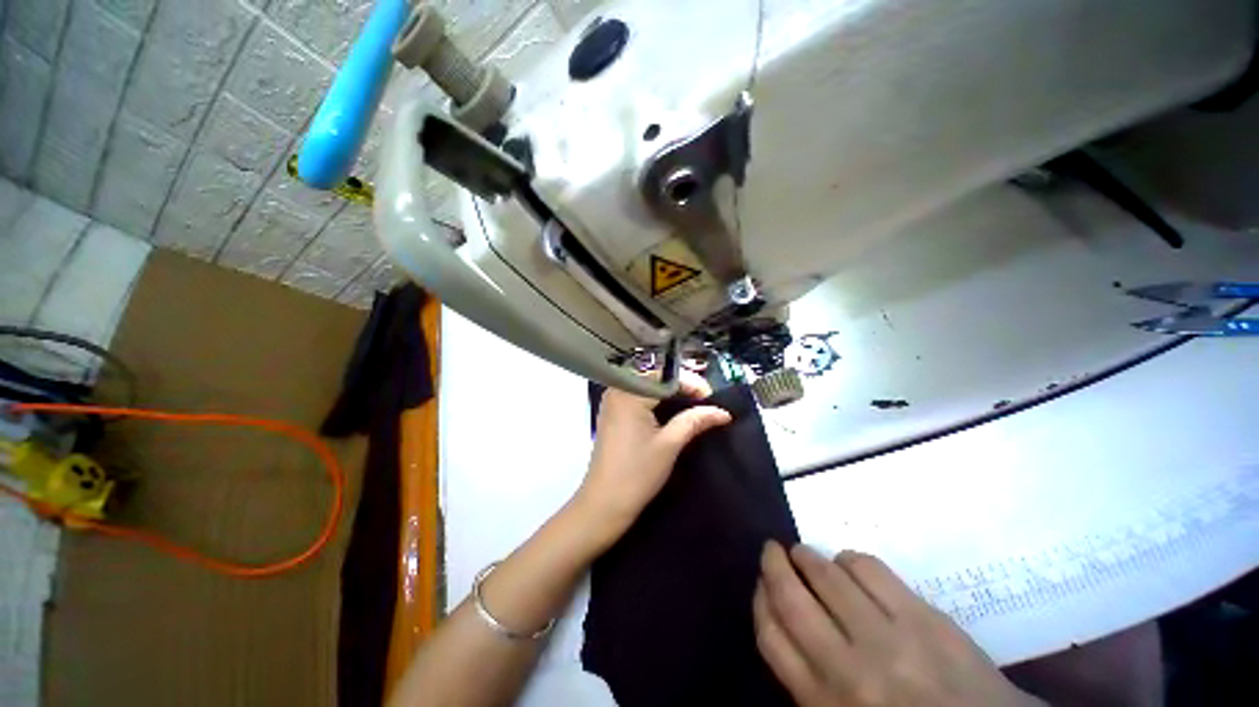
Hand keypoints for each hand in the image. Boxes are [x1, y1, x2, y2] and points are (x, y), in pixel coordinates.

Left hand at [574, 371, 731, 542]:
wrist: (604, 503)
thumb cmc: (637, 473)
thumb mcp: (670, 444)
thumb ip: (695, 421)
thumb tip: (722, 411)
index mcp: (628, 394)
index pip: (665, 376)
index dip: (691, 383)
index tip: (711, 397)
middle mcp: (617, 390)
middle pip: (655, 377)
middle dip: (681, 385)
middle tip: (704, 400)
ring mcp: (612, 401)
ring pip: (646, 385)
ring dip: (669, 392)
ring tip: (693, 403)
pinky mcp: (612, 413)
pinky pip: (637, 395)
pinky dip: (655, 399)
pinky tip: (670, 409)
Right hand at [754, 542, 1041, 706]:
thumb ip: (808, 679)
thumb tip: (783, 621)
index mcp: (824, 702)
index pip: (771, 636)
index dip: (759, 599)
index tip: (761, 582)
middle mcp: (848, 668)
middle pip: (791, 598)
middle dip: (774, 565)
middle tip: (772, 550)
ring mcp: (888, 639)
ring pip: (827, 576)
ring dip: (809, 557)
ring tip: (806, 554)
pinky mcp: (924, 618)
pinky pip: (870, 569)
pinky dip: (850, 559)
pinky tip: (849, 565)